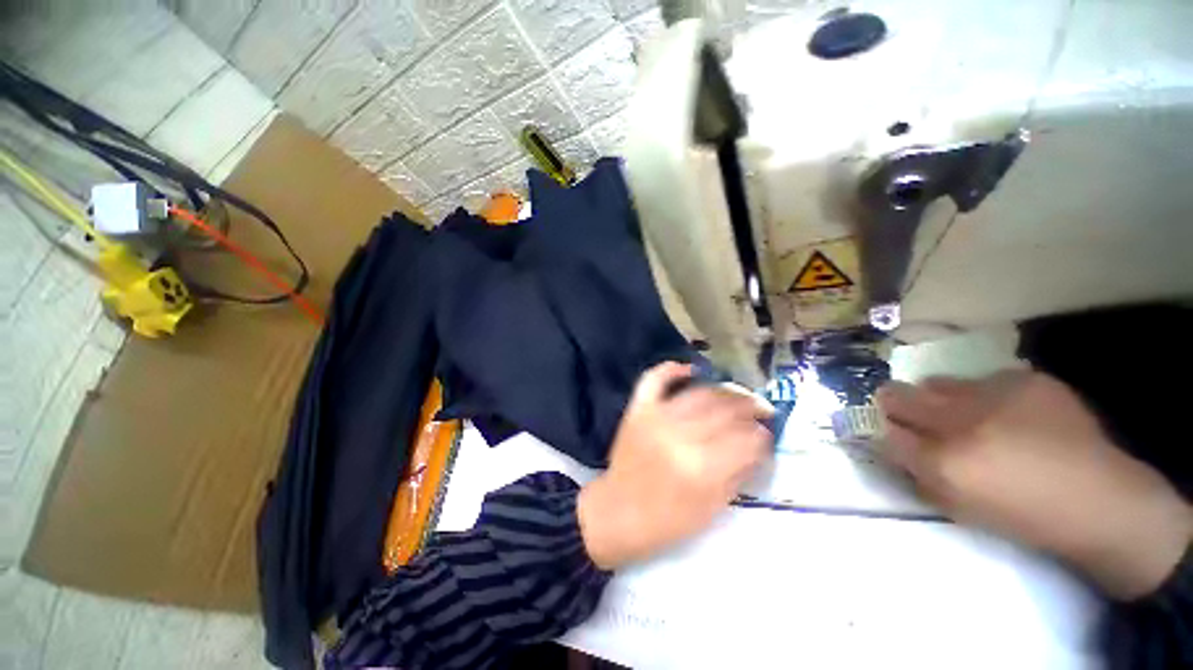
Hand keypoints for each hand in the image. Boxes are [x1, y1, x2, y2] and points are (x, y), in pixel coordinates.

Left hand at [577, 362, 773, 569]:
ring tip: (736, 396)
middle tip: (760, 410)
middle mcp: (680, 436)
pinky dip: (671, 369)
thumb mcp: (712, 508)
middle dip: (750, 409)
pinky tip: (690, 370)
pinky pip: (654, 379)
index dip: (762, 436)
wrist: (617, 513)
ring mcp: (656, 418)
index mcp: (701, 468)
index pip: (745, 440)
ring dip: (723, 391)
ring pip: (699, 393)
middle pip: (726, 411)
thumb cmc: (667, 521)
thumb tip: (758, 446)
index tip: (767, 434)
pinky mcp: (638, 410)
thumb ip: (738, 474)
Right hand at [877, 371, 1192, 599]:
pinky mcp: (1026, 379)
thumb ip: (916, 471)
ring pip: (937, 382)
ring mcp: (995, 394)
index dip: (882, 427)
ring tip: (964, 413)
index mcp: (944, 462)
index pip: (884, 429)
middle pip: (897, 395)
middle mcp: (961, 421)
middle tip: (904, 411)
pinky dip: (984, 395)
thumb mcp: (959, 506)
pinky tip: (1009, 413)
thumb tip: (892, 442)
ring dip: (939, 398)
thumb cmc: (1024, 515)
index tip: (887, 429)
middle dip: (893, 403)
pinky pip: (983, 379)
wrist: (1101, 500)